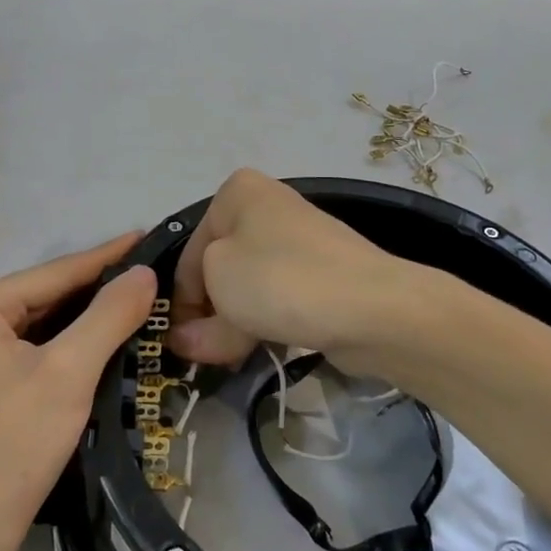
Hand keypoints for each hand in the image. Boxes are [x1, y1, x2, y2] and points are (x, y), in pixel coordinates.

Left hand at [0, 236, 157, 550]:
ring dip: (85, 323)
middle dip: (99, 293)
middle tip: (155, 280)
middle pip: (46, 296)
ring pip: (39, 326)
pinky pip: (28, 351)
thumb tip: (143, 272)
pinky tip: (102, 346)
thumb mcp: (68, 374)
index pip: (57, 271)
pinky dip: (64, 349)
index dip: (109, 256)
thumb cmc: (7, 449)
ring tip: (140, 307)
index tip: (151, 236)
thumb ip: (109, 315)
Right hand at [168, 170, 424, 367]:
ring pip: (248, 288)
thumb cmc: (280, 279)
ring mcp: (298, 242)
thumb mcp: (220, 288)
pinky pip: (278, 298)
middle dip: (208, 314)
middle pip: (219, 269)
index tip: (178, 341)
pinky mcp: (321, 274)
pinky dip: (265, 322)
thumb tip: (186, 340)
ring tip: (230, 357)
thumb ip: (195, 320)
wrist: (372, 306)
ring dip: (234, 323)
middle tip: (202, 354)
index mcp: (237, 193)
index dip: (180, 301)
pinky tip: (260, 348)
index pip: (190, 252)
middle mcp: (267, 207)